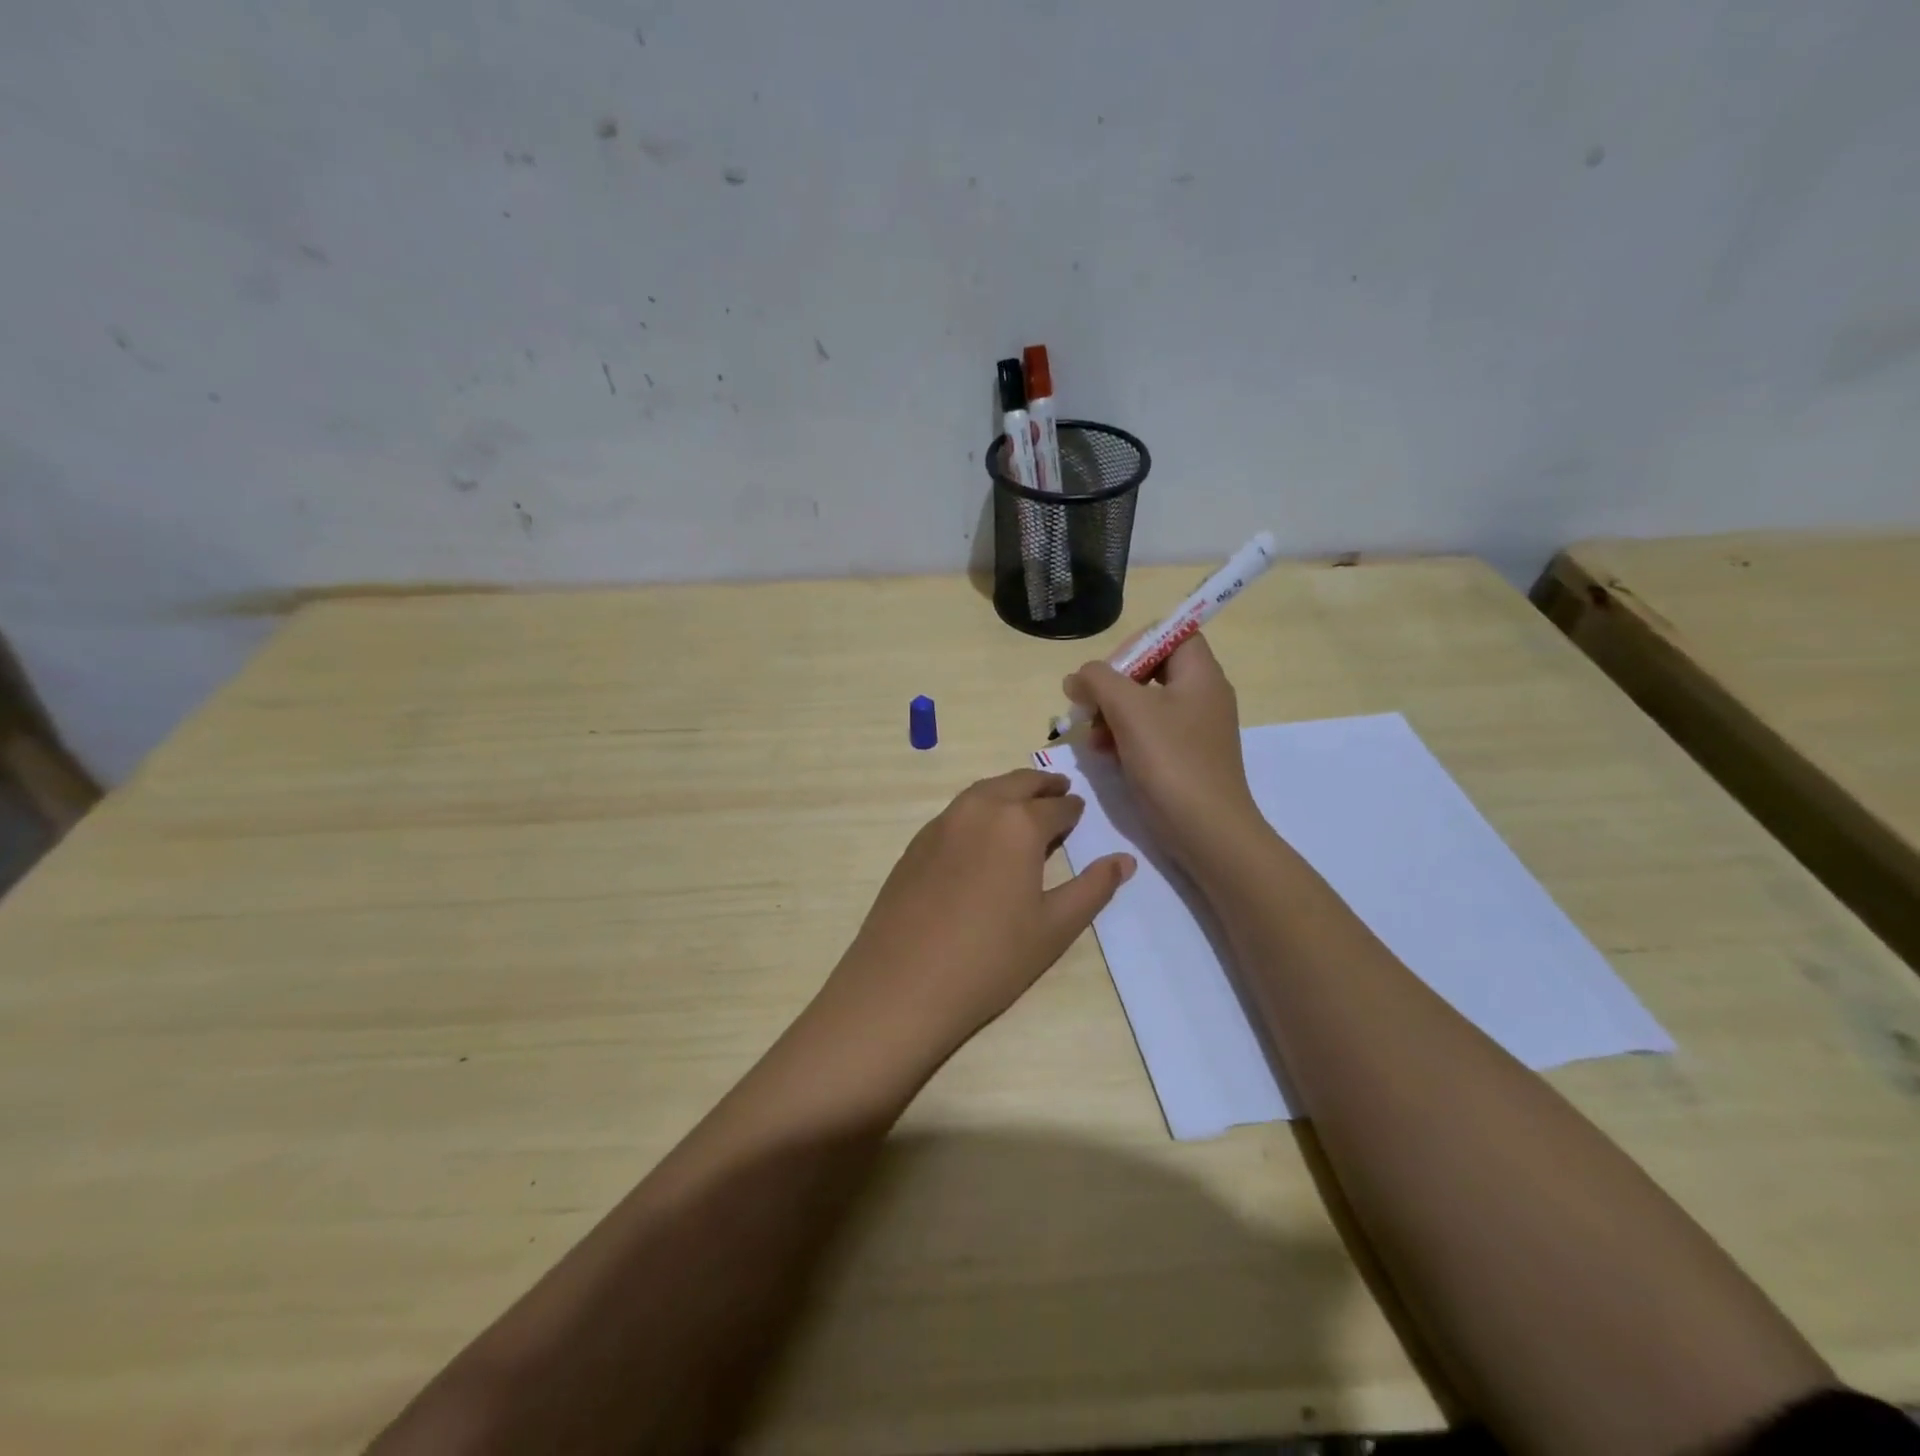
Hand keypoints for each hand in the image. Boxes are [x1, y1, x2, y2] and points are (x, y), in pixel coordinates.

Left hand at [821, 769, 1134, 1062]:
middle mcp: (978, 810)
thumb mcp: (1054, 927)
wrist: (903, 983)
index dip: (1072, 809)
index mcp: (1018, 823)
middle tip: (1059, 790)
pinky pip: (956, 812)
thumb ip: (1093, 888)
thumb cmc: (991, 958)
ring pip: (982, 791)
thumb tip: (1124, 860)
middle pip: (1016, 784)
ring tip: (1023, 804)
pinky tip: (982, 834)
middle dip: (1042, 785)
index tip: (1080, 810)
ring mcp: (941, 823)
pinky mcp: (915, 843)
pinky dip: (978, 808)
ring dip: (1008, 790)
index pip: (1056, 807)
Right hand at [1063, 633, 1263, 871]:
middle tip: (1089, 704)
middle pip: (1152, 670)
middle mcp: (1202, 697)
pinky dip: (1124, 737)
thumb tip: (1078, 677)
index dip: (1138, 643)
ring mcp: (1194, 730)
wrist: (1207, 832)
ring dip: (1112, 714)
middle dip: (1114, 685)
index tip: (1108, 670)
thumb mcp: (1129, 710)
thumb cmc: (1172, 762)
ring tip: (1091, 735)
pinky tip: (1103, 754)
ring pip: (1145, 705)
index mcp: (1201, 676)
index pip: (1173, 634)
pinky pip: (1149, 734)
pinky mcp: (1184, 759)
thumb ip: (1098, 681)